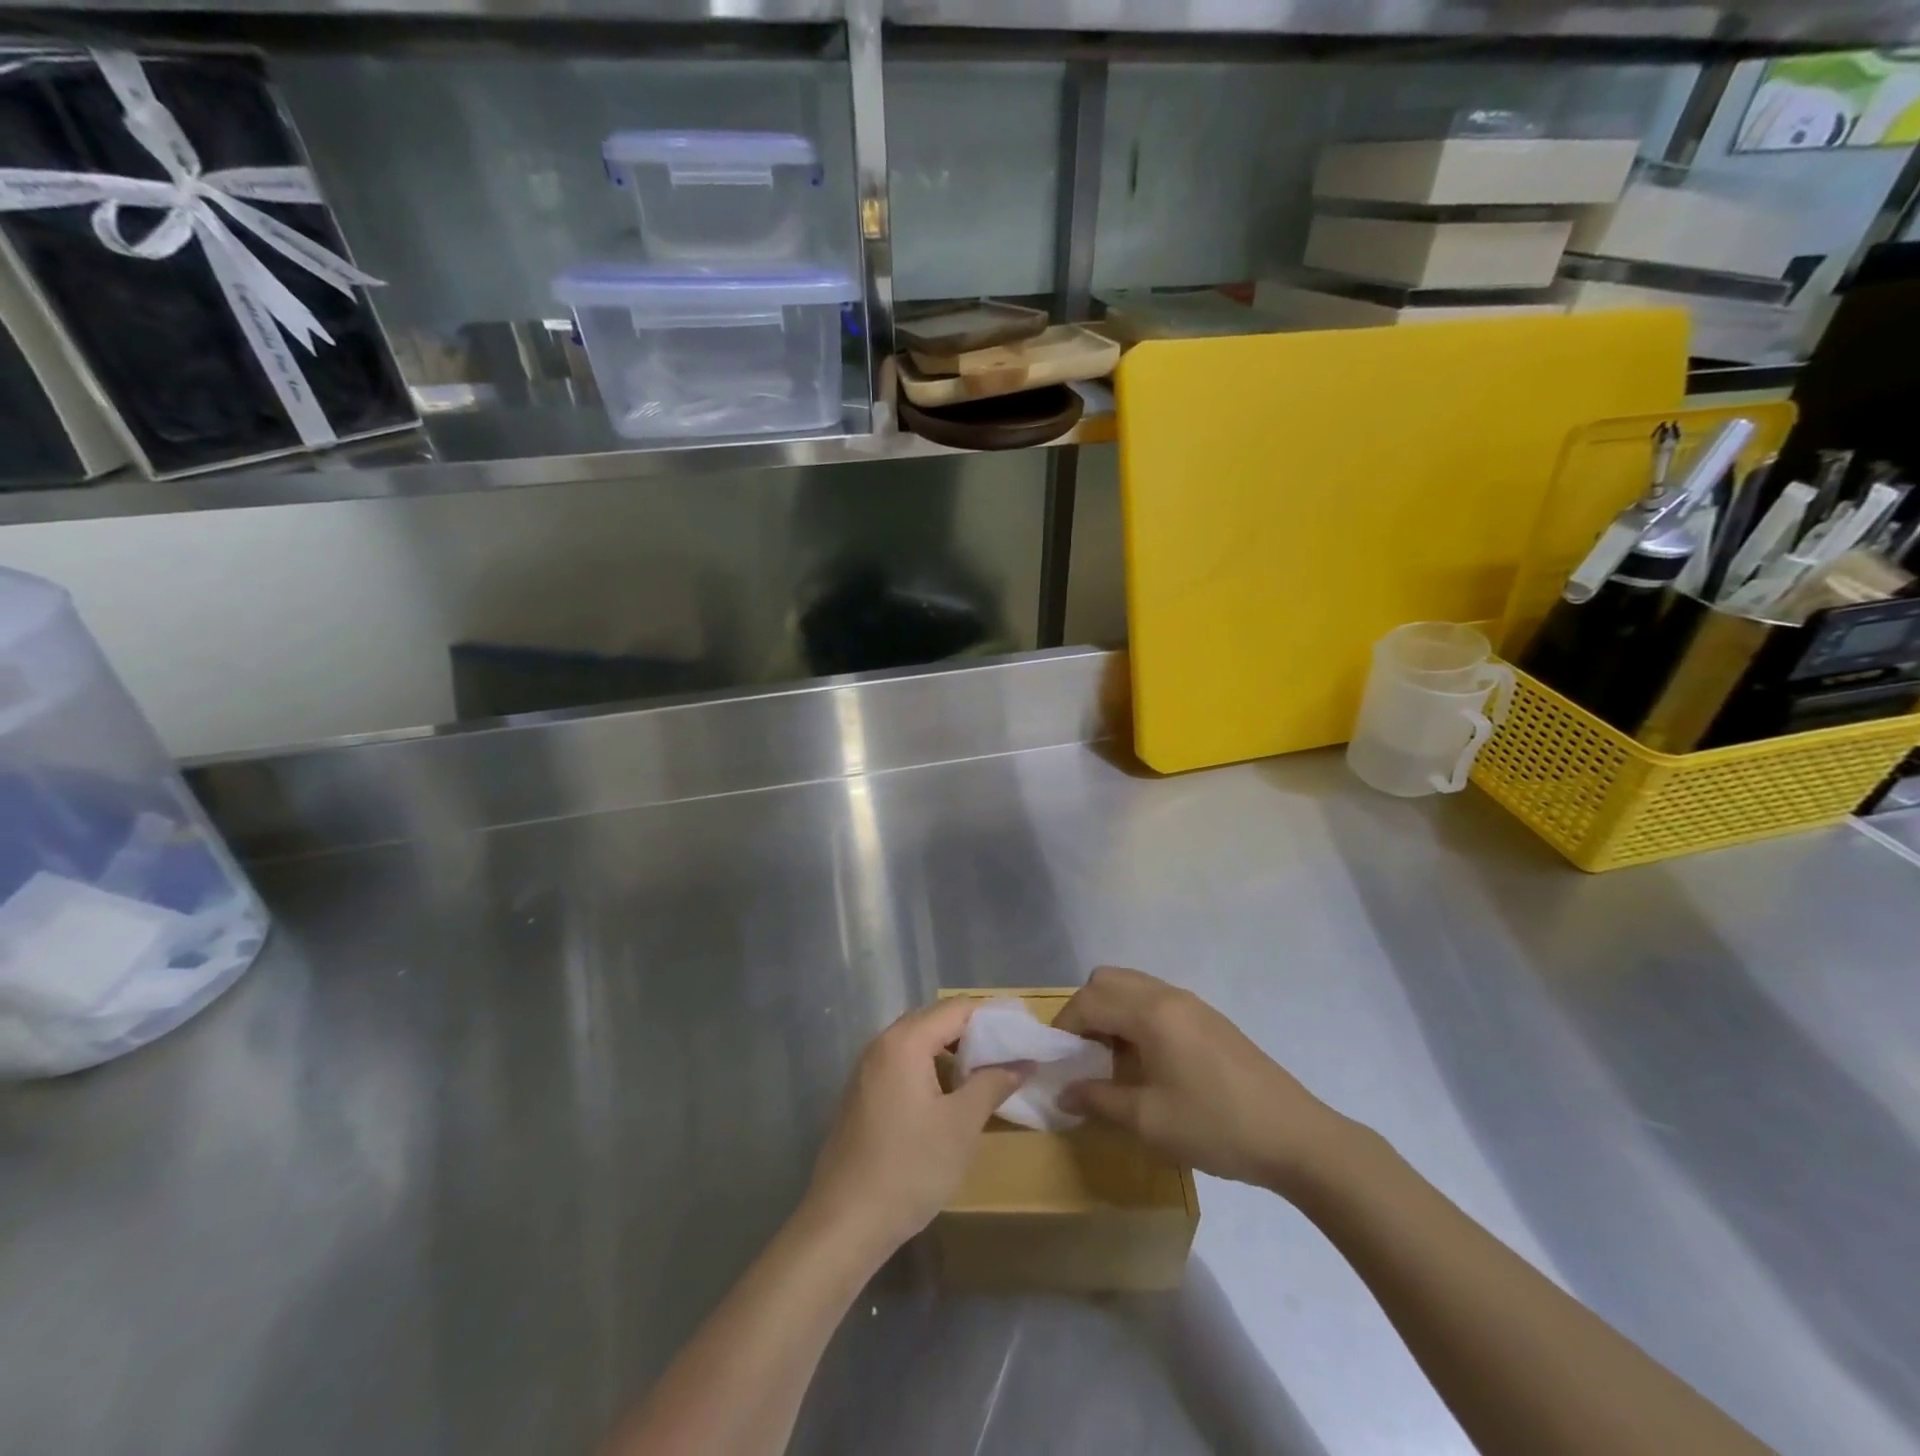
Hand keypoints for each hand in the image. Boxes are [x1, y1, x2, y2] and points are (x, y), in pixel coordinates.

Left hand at [803, 999, 1026, 1257]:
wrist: (844, 1223)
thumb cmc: (909, 1168)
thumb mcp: (961, 1125)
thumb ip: (992, 1084)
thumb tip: (1021, 1063)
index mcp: (905, 1041)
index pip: (957, 1009)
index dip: (993, 1019)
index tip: (1022, 1037)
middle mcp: (881, 1043)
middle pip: (935, 1021)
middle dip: (973, 1035)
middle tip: (1008, 1058)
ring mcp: (866, 1069)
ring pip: (918, 1043)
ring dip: (951, 1055)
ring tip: (983, 1080)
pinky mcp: (861, 1093)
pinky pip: (902, 1064)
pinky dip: (929, 1070)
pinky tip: (948, 1101)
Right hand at [1055, 966, 1350, 1194]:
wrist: (1295, 1137)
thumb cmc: (1215, 1126)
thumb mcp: (1149, 1121)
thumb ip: (1099, 1100)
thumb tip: (1063, 1092)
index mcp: (1151, 1013)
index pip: (1089, 1000)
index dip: (1064, 1026)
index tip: (1056, 1060)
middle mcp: (1168, 995)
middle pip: (1108, 979)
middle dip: (1086, 1009)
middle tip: (1083, 1052)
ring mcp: (1193, 1003)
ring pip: (1134, 985)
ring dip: (1112, 1010)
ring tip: (1112, 1057)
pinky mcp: (1210, 1019)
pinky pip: (1157, 999)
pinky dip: (1137, 1016)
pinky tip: (1147, 1059)